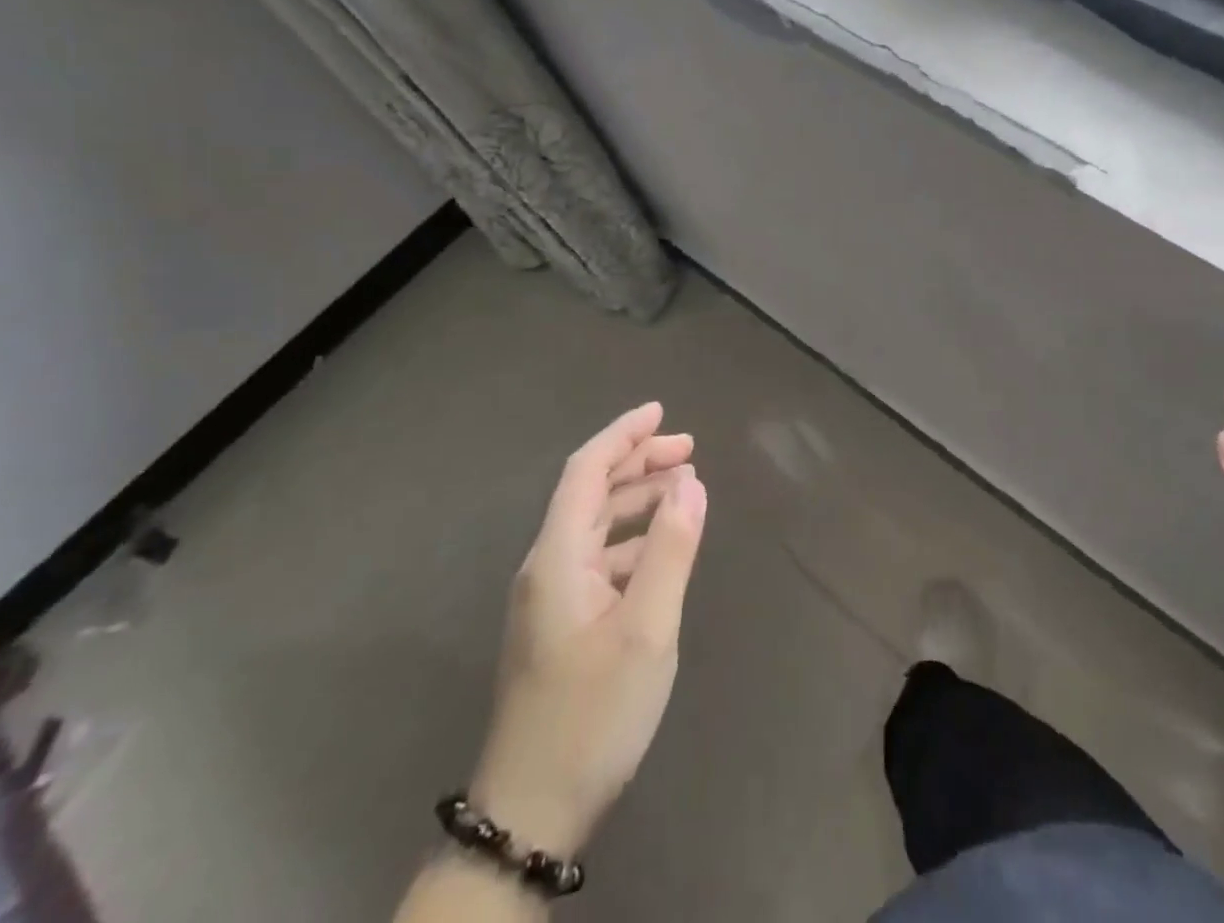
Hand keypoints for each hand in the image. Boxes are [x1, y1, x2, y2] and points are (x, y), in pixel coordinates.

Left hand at [467, 402, 707, 855]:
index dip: (622, 435)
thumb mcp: (647, 629)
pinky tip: (663, 548)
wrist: (531, 813)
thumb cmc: (593, 713)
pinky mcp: (561, 624)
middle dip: (639, 462)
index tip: (662, 410)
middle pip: (590, 492)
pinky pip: (600, 558)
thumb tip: (692, 482)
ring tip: (686, 489)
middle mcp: (547, 567)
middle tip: (690, 450)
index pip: (585, 471)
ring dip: (638, 499)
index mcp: (557, 557)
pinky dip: (634, 538)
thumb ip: (671, 549)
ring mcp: (551, 598)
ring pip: (596, 525)